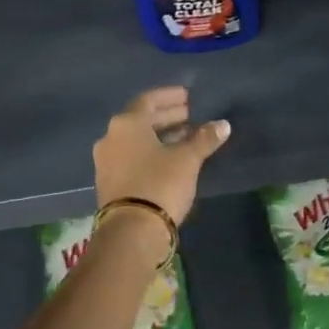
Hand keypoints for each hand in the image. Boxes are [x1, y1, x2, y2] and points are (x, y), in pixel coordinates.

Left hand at [93, 87, 230, 224]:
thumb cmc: (160, 184)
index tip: (189, 97)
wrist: (132, 231)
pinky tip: (171, 159)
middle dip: (168, 117)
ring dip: (161, 136)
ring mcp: (106, 161)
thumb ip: (204, 139)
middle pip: (142, 120)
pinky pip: (132, 158)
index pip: (149, 100)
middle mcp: (111, 137)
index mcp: (127, 124)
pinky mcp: (109, 182)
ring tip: (186, 138)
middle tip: (191, 116)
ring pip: (137, 140)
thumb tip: (222, 124)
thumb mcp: (187, 159)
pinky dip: (151, 153)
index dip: (171, 97)